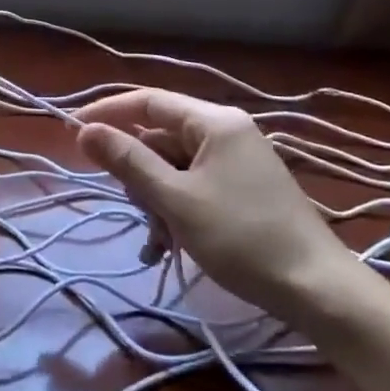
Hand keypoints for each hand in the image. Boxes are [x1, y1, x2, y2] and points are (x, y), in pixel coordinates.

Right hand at [75, 88, 359, 314]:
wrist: (317, 289)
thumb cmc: (242, 238)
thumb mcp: (175, 200)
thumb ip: (128, 161)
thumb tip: (84, 129)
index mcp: (214, 122)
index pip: (148, 101)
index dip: (107, 112)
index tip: (72, 131)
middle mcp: (226, 131)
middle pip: (160, 137)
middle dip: (139, 173)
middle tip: (135, 208)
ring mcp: (237, 160)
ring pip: (174, 166)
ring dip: (156, 199)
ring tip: (158, 239)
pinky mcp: (243, 187)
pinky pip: (194, 185)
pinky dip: (176, 208)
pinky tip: (169, 243)